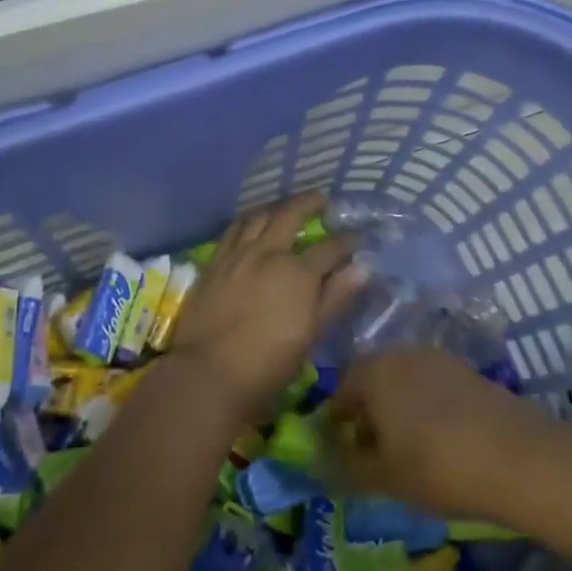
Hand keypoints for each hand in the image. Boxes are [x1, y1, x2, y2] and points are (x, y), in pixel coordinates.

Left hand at [170, 194, 363, 421]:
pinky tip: (251, 224)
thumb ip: (335, 297)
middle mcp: (268, 252)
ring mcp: (237, 254)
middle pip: (290, 214)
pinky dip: (247, 221)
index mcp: (298, 272)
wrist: (209, 373)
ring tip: (284, 207)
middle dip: (309, 202)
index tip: (358, 237)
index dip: (348, 241)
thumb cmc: (269, 363)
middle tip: (321, 198)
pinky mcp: (214, 262)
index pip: (331, 248)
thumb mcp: (311, 333)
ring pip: (258, 216)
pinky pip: (233, 230)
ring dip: (275, 207)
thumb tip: (362, 267)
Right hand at [326, 348, 556, 520]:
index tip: (340, 451)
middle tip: (372, 451)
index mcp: (372, 372)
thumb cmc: (438, 466)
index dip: (335, 422)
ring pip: (402, 380)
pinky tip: (438, 438)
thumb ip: (344, 469)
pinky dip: (425, 406)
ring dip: (396, 407)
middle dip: (366, 412)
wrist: (520, 457)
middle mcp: (400, 354)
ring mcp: (437, 358)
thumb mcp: (384, 478)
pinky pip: (431, 384)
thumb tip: (316, 464)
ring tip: (406, 448)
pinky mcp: (466, 370)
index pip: (339, 390)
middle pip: (371, 380)